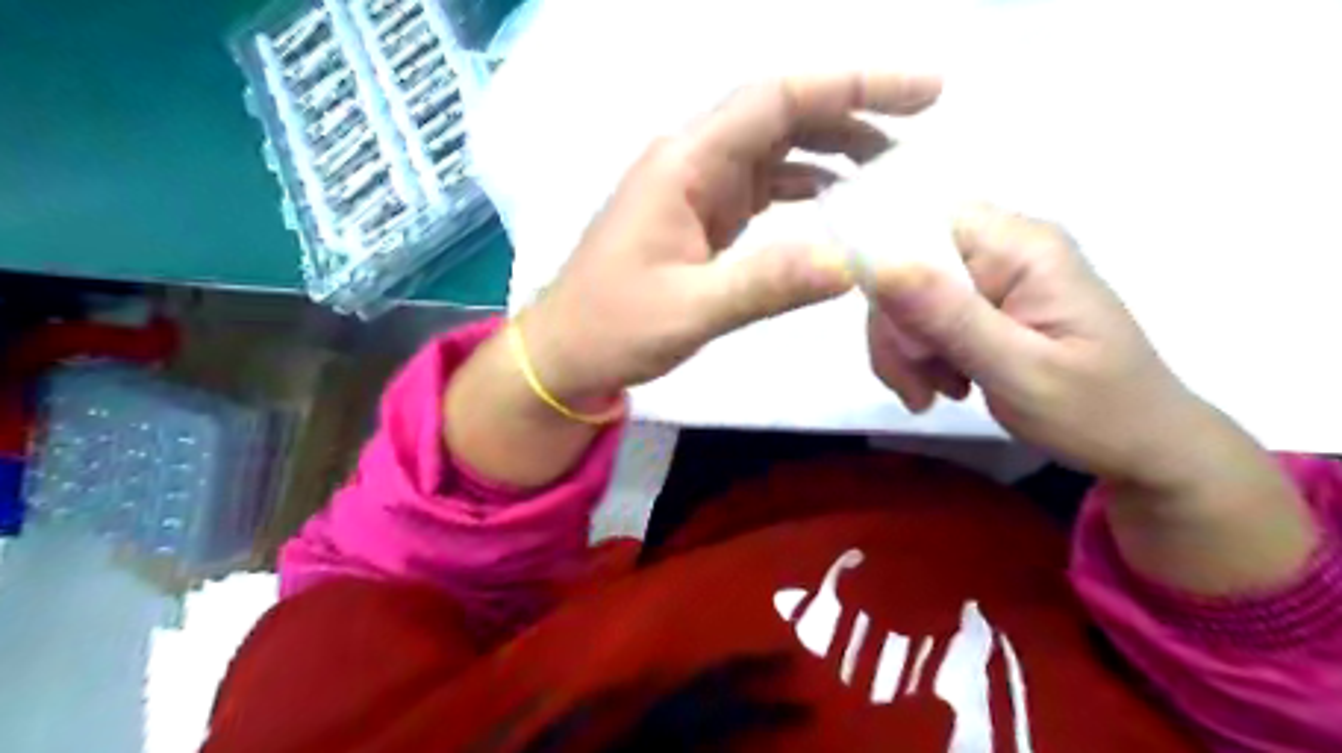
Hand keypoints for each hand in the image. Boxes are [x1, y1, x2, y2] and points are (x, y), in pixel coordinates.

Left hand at [516, 71, 940, 404]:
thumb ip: (767, 284)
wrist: (564, 351)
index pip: (778, 99)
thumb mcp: (691, 310)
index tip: (923, 93)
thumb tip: (852, 263)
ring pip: (773, 148)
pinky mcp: (699, 216)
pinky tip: (834, 202)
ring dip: (831, 149)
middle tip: (919, 127)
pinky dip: (803, 187)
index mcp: (685, 164)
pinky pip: (760, 185)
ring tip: (888, 168)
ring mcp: (695, 188)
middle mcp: (691, 161)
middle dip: (852, 110)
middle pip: (780, 113)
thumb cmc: (613, 327)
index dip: (853, 85)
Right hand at [872, 205, 1225, 487]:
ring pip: (907, 297)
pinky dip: (917, 357)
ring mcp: (994, 276)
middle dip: (897, 330)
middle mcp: (1004, 249)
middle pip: (908, 266)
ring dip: (904, 351)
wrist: (1143, 447)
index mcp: (1023, 248)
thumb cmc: (1096, 412)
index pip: (922, 225)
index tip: (900, 341)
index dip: (890, 274)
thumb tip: (880, 266)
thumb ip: (951, 318)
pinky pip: (923, 318)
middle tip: (914, 386)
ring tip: (931, 395)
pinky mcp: (986, 304)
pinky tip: (940, 388)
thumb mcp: (1020, 371)